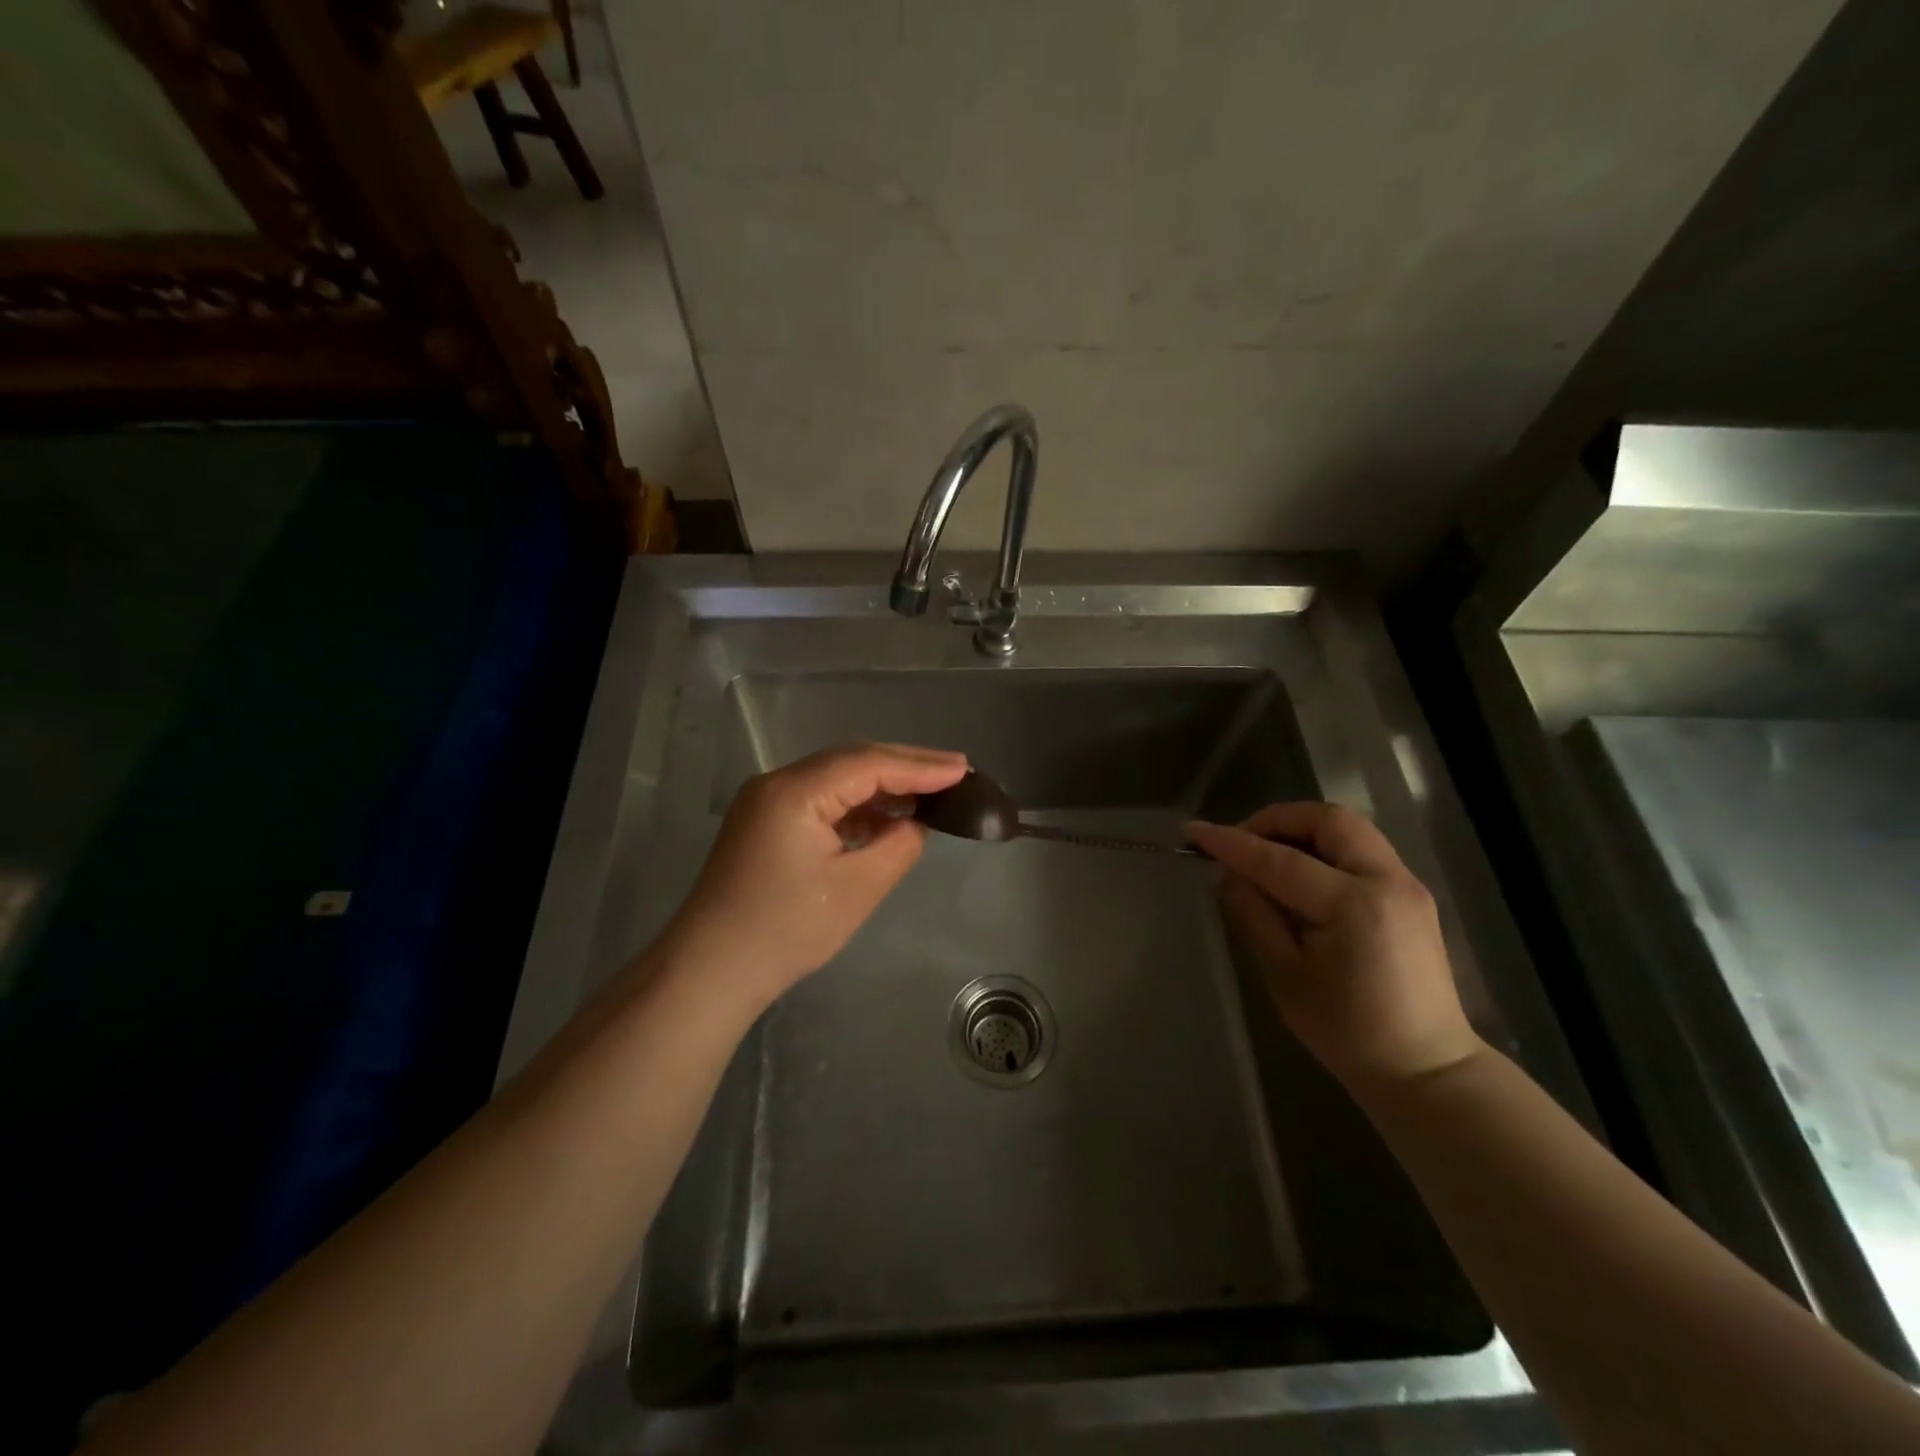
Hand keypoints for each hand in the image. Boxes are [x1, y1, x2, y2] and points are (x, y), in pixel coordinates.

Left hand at [662, 743, 968, 1007]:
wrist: (710, 971)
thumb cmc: (786, 931)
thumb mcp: (857, 889)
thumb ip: (898, 846)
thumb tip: (915, 824)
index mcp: (794, 791)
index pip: (868, 764)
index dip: (920, 765)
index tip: (964, 770)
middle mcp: (776, 783)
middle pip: (851, 761)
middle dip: (905, 765)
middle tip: (956, 770)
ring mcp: (766, 802)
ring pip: (835, 778)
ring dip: (881, 785)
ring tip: (930, 790)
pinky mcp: (764, 823)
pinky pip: (820, 800)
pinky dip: (856, 805)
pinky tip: (885, 818)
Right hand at [1185, 803, 1480, 1086]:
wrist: (1425, 1069)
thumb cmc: (1346, 1031)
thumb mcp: (1284, 974)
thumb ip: (1253, 914)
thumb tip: (1229, 874)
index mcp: (1353, 905)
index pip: (1279, 859)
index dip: (1231, 843)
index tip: (1193, 832)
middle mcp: (1386, 880)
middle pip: (1327, 820)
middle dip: (1275, 820)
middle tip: (1240, 843)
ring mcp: (1406, 884)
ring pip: (1348, 828)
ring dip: (1301, 829)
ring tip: (1265, 854)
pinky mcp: (1411, 894)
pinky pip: (1361, 848)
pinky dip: (1324, 846)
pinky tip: (1299, 873)